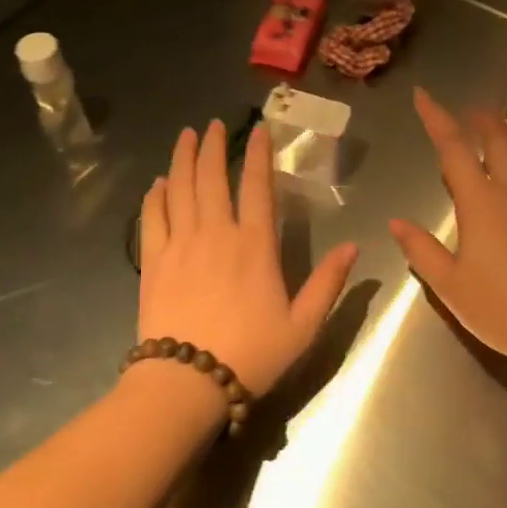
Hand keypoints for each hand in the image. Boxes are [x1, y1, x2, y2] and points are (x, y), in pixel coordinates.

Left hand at [137, 118, 357, 395]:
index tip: (258, 130)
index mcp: (255, 245)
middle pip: (212, 178)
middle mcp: (216, 233)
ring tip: (186, 136)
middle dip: (214, 146)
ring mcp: (180, 244)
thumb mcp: (303, 326)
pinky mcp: (153, 261)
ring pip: (180, 189)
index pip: (258, 187)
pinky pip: (152, 217)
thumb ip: (328, 284)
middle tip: (214, 124)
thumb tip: (353, 247)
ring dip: (183, 159)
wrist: (187, 383)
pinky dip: (155, 195)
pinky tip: (157, 183)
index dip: (259, 154)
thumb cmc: (251, 355)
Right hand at [390, 87, 506, 369]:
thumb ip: (421, 250)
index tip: (423, 96)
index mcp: (482, 201)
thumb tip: (397, 223)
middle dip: (481, 119)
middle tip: (467, 111)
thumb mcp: (450, 285)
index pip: (454, 147)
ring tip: (495, 133)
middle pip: (499, 139)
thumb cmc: (502, 308)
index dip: (437, 118)